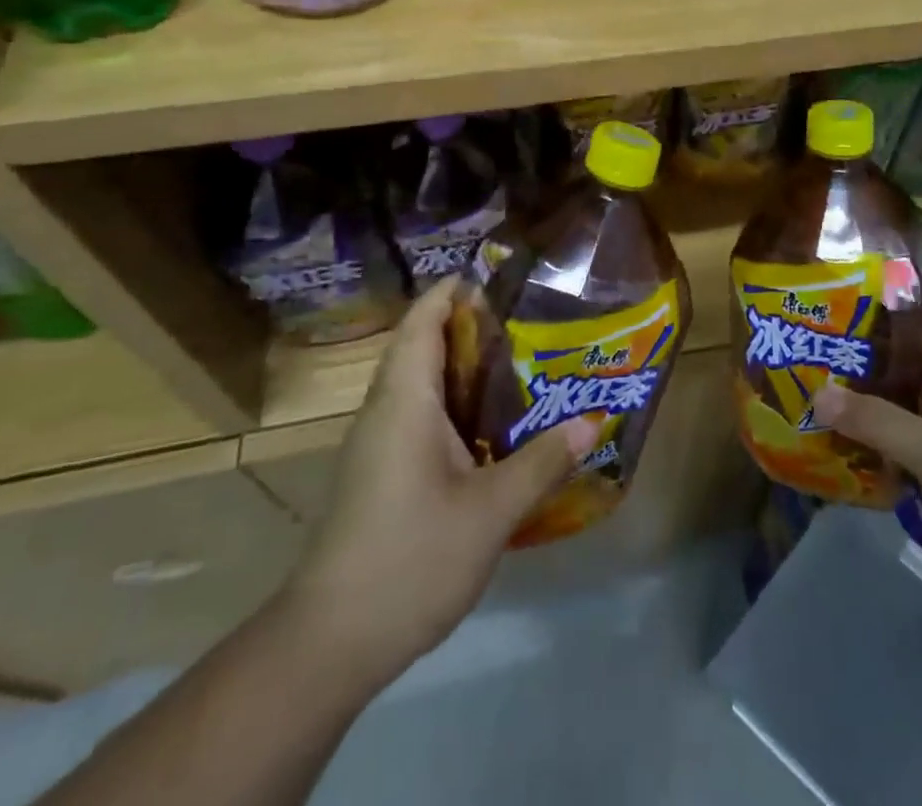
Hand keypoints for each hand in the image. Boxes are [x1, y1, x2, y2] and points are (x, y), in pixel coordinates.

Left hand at [282, 276, 599, 671]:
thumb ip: (541, 463)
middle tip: (529, 319)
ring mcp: (377, 444)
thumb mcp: (489, 512)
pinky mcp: (379, 473)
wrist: (327, 645)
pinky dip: (455, 403)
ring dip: (464, 366)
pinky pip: (419, 415)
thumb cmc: (409, 560)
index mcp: (405, 401)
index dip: (454, 291)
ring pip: (421, 383)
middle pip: (422, 345)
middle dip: (470, 325)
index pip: (422, 321)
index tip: (501, 277)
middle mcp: (385, 410)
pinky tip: (493, 425)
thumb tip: (593, 422)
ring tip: (522, 361)